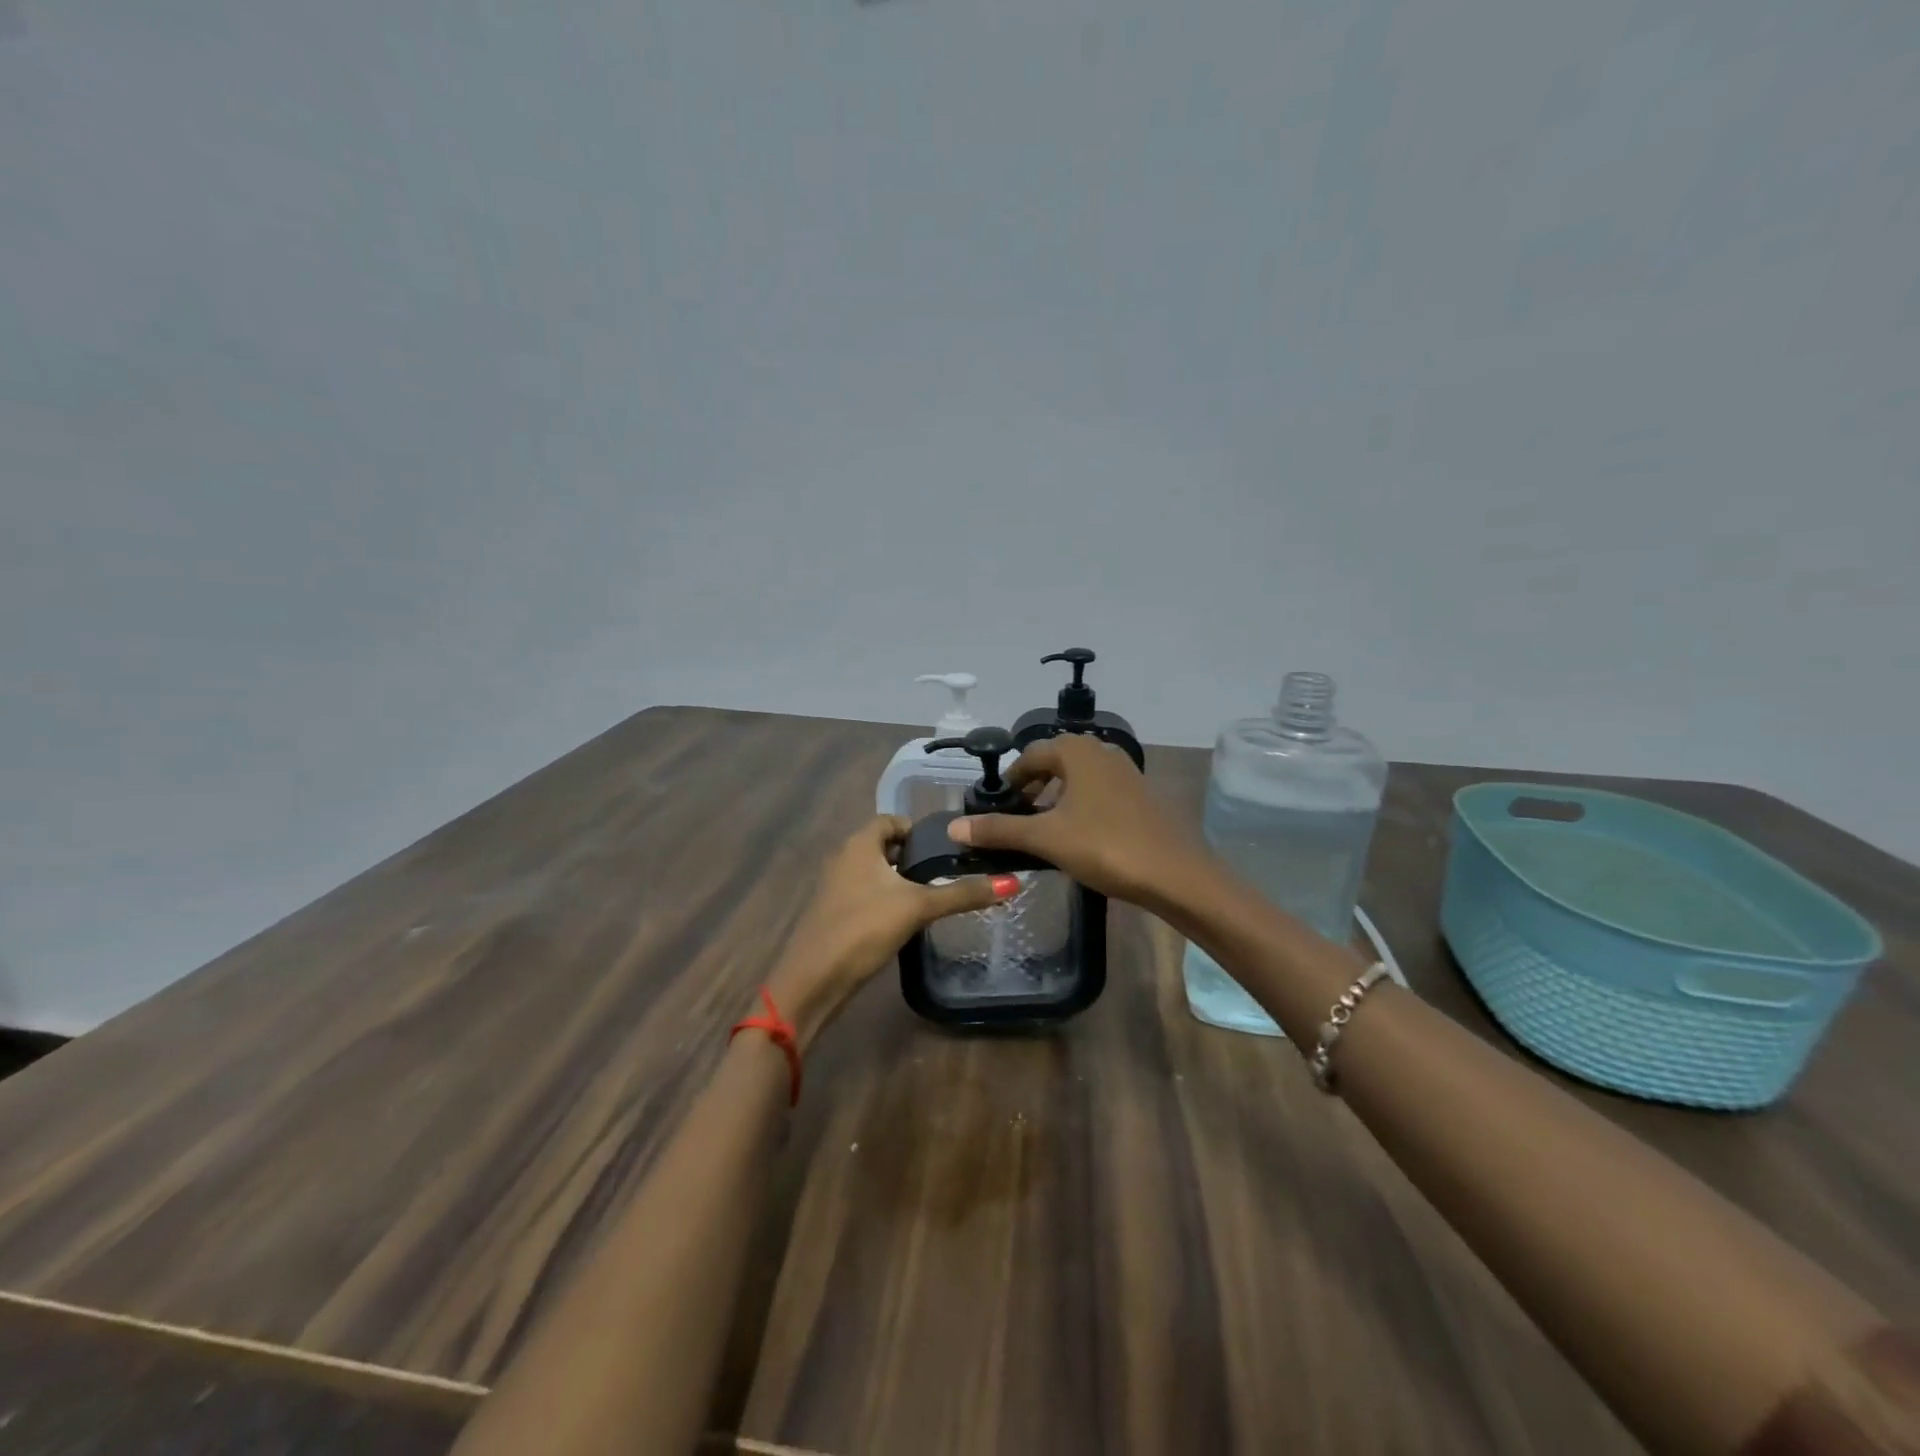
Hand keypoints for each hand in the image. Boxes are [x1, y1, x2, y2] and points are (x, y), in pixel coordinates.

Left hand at [765, 815, 1009, 1048]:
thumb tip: (1011, 883)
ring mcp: (834, 888)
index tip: (946, 847)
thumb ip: (962, 893)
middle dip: (912, 856)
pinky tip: (905, 921)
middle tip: (946, 871)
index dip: (917, 829)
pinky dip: (885, 899)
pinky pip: (864, 895)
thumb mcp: (918, 907)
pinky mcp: (833, 914)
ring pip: (873, 872)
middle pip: (882, 846)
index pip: (891, 820)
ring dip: (898, 880)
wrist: (813, 980)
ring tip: (932, 896)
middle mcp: (843, 858)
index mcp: (859, 845)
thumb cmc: (863, 929)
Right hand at [947, 736, 1204, 907]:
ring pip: (1078, 778)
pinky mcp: (1141, 795)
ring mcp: (1126, 772)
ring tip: (1042, 831)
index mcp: (1076, 751)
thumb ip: (999, 830)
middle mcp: (1101, 751)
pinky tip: (1078, 837)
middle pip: (1055, 763)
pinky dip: (1080, 807)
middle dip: (1032, 788)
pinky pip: (1099, 792)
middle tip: (1016, 819)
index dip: (1010, 780)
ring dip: (1056, 798)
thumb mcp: (1046, 838)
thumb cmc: (1106, 846)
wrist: (1177, 874)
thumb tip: (954, 827)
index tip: (996, 807)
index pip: (1030, 756)